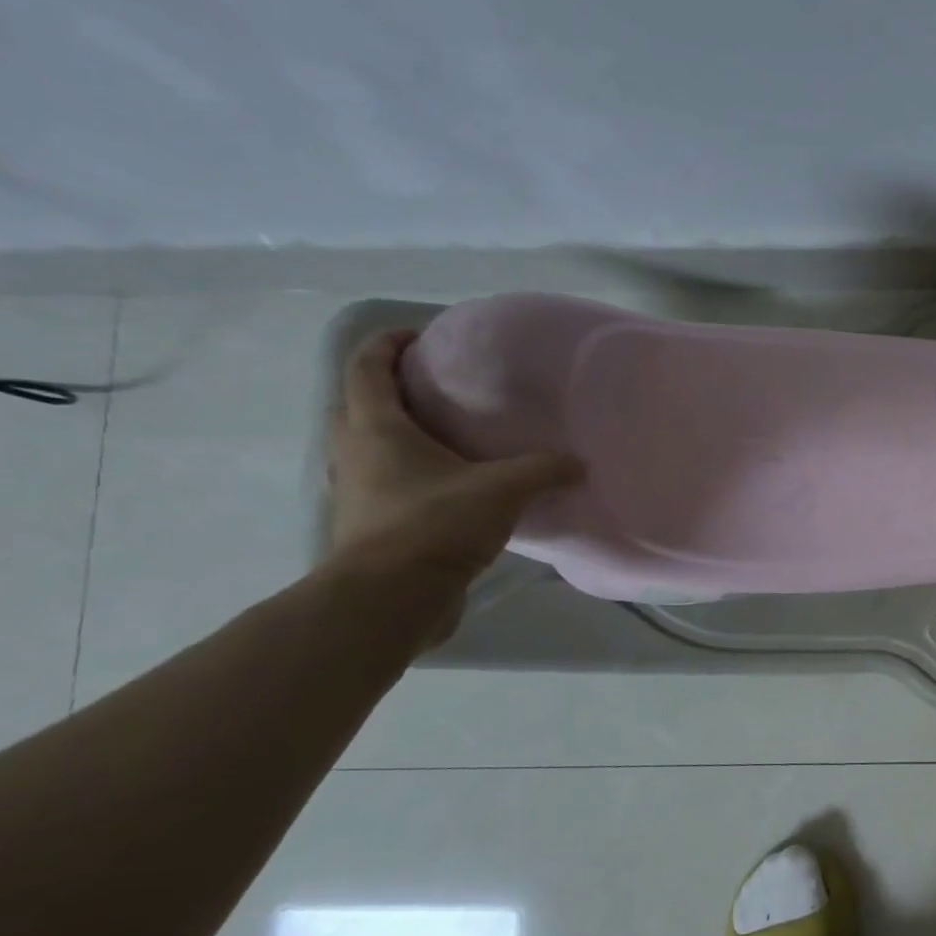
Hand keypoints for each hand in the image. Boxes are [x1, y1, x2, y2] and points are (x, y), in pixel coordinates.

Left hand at [326, 331, 583, 597]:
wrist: (390, 599)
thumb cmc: (436, 524)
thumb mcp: (502, 490)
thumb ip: (543, 471)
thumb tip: (580, 463)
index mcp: (377, 429)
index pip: (367, 367)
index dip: (388, 344)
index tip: (420, 337)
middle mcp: (355, 453)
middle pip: (359, 405)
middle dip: (390, 390)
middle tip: (436, 389)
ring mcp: (356, 492)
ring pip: (366, 448)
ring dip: (395, 435)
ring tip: (444, 439)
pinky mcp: (367, 526)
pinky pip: (382, 484)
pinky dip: (406, 476)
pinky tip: (447, 490)